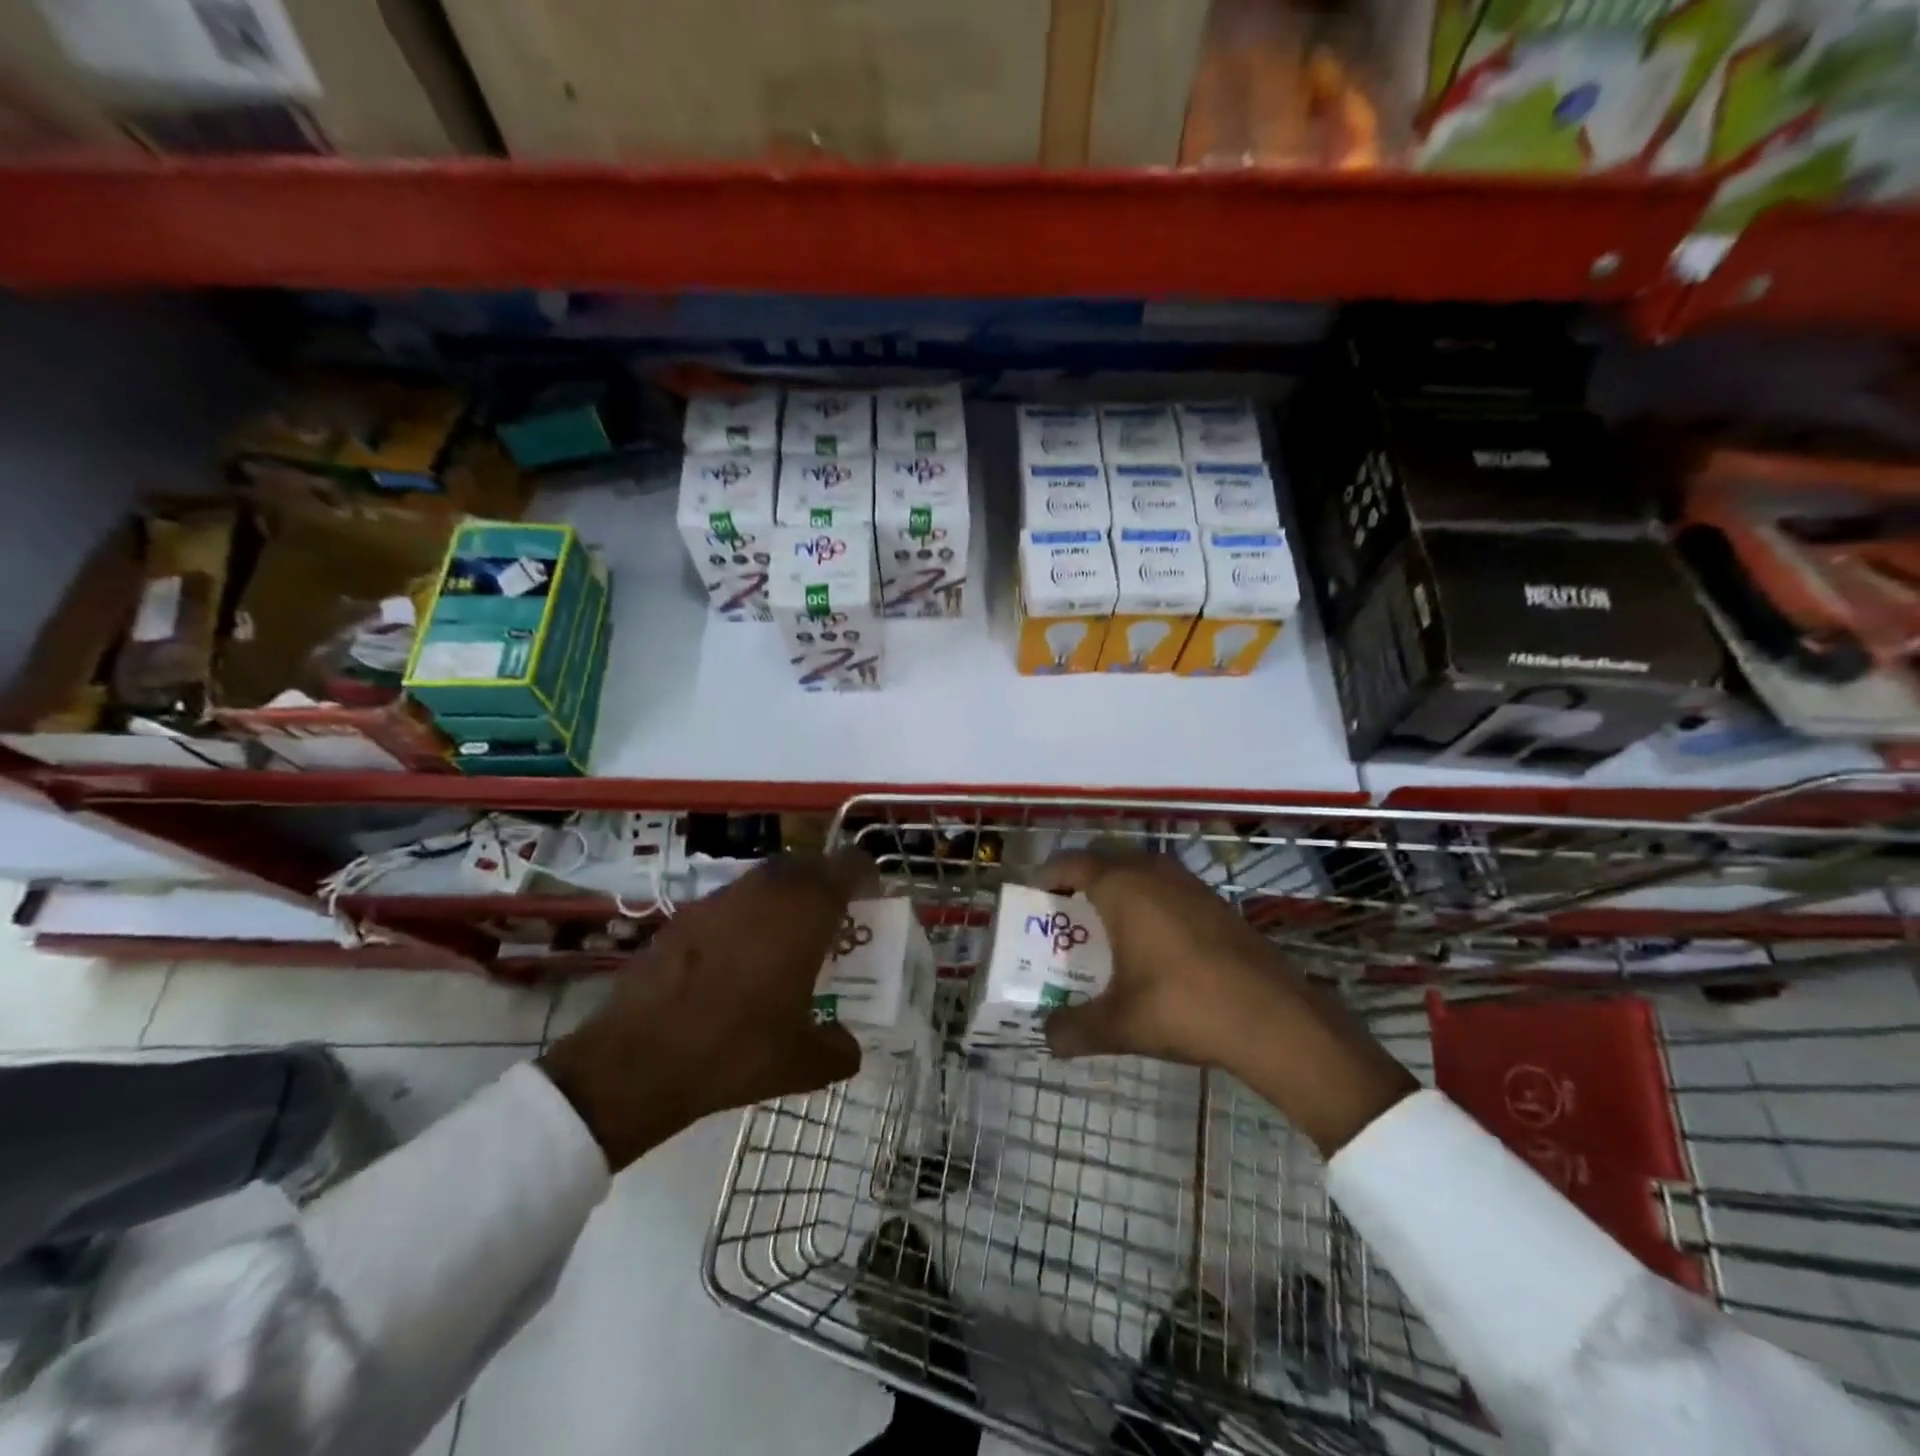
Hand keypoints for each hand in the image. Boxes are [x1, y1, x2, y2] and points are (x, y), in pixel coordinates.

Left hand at [539, 853, 868, 1169]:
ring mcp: (721, 898)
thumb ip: (839, 1049)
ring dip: (783, 898)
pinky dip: (744, 917)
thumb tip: (851, 1048)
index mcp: (806, 912)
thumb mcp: (803, 1063)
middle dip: (824, 883)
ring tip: (784, 940)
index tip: (869, 899)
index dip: (864, 875)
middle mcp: (767, 891)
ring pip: (766, 880)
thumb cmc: (736, 1051)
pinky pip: (730, 902)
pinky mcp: (684, 915)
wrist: (638, 1060)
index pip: (848, 865)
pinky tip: (734, 960)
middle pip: (808, 865)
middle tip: (830, 920)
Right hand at [1038, 846, 1416, 1155]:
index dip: (1049, 874)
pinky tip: (1153, 943)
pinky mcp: (1216, 903)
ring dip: (1119, 890)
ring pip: (1141, 873)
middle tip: (1067, 912)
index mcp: (1122, 887)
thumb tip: (1047, 1037)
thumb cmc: (1183, 1007)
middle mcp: (1154, 874)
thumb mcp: (1119, 1025)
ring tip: (1106, 926)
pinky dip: (1149, 903)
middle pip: (1106, 861)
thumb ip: (1074, 1029)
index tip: (1034, 893)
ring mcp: (1190, 885)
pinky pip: (1167, 889)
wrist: (1273, 1018)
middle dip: (1082, 880)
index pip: (1073, 863)